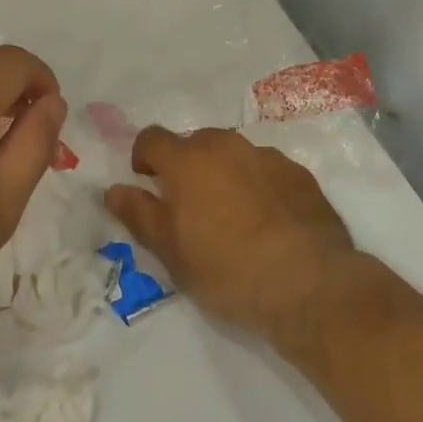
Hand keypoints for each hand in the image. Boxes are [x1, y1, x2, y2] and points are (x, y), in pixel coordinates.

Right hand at [106, 127, 354, 338]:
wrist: (309, 283)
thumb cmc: (228, 270)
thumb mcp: (171, 252)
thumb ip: (139, 215)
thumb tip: (113, 190)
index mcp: (188, 160)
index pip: (152, 138)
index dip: (143, 157)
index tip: (147, 184)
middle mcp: (226, 145)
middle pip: (195, 142)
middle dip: (185, 166)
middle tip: (189, 207)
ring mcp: (266, 156)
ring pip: (233, 154)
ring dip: (223, 173)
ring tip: (231, 216)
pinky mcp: (299, 173)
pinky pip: (265, 169)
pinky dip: (257, 184)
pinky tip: (267, 221)